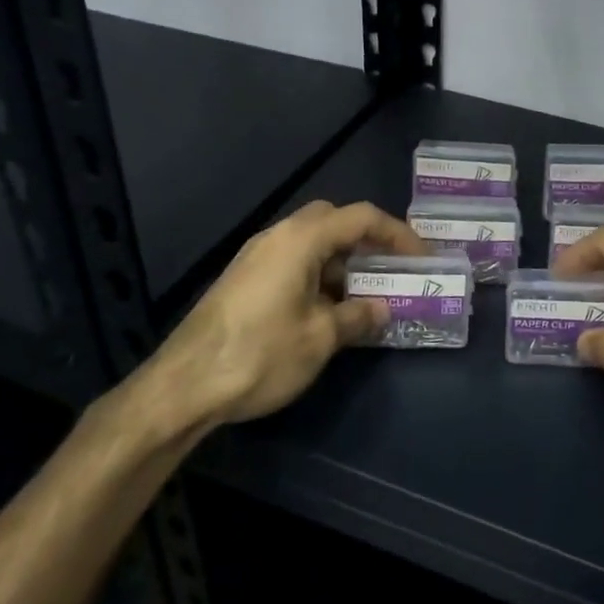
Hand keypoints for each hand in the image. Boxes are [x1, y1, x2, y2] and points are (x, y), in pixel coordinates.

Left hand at [126, 201, 426, 438]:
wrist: (182, 386)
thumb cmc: (260, 353)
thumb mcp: (320, 338)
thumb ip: (358, 316)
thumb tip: (382, 309)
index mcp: (301, 239)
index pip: (361, 217)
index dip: (397, 233)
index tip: (420, 257)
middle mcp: (278, 236)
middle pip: (333, 221)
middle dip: (367, 240)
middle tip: (390, 268)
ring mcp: (257, 257)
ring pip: (312, 243)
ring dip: (342, 261)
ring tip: (366, 294)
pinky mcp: (244, 279)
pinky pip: (293, 262)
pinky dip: (319, 275)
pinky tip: (329, 310)